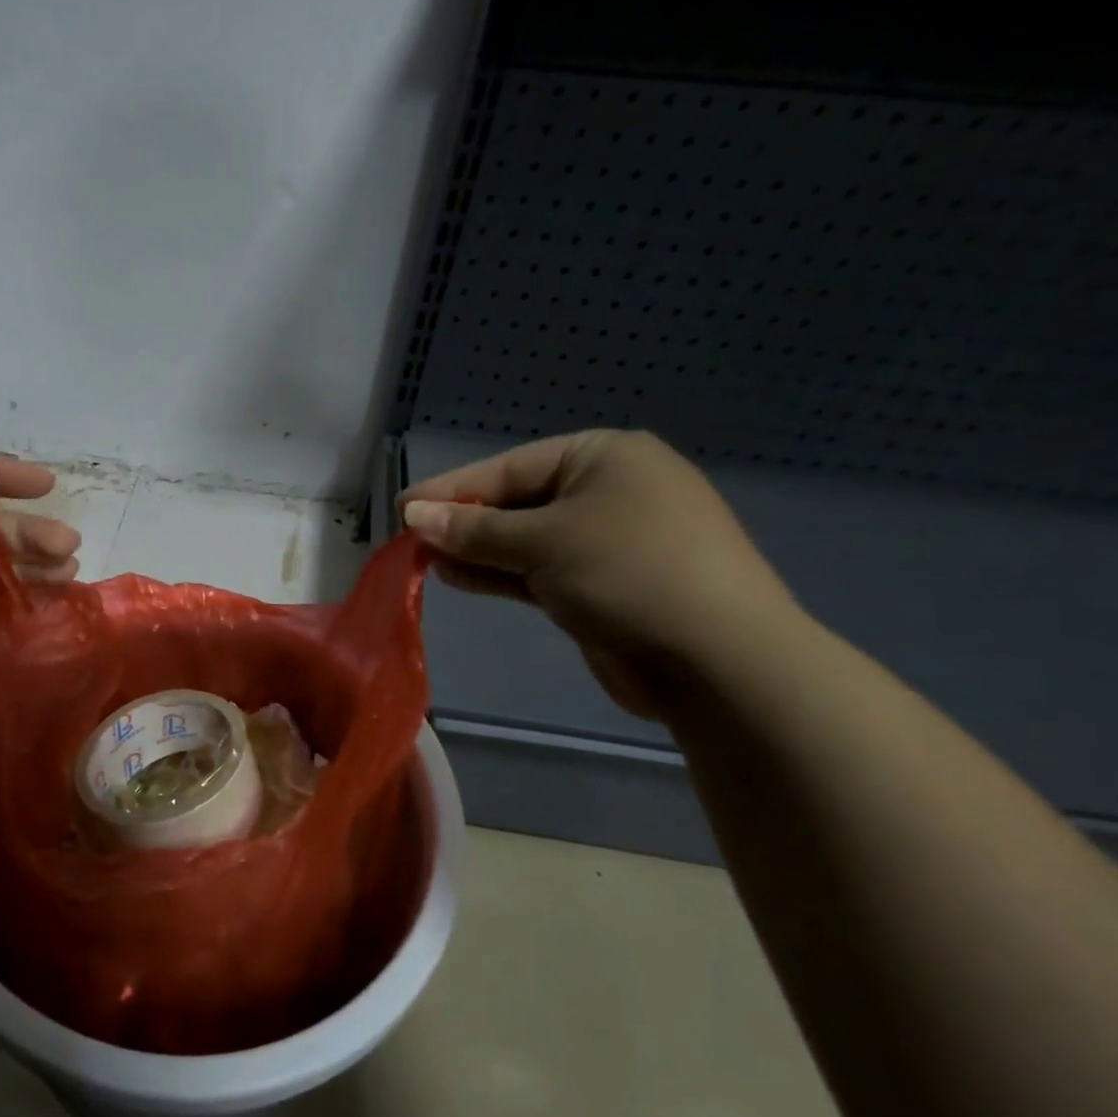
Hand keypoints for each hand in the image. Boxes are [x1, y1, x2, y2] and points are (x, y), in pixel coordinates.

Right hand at [399, 430, 797, 717]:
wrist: (714, 658)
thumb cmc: (627, 572)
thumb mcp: (542, 542)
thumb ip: (474, 529)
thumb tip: (414, 515)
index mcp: (605, 458)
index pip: (511, 466)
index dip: (453, 488)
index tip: (403, 507)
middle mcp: (608, 491)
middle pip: (517, 502)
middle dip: (464, 522)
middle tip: (410, 538)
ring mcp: (608, 541)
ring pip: (525, 540)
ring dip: (476, 550)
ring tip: (425, 560)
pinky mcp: (603, 584)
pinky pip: (540, 569)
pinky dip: (500, 573)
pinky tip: (457, 577)